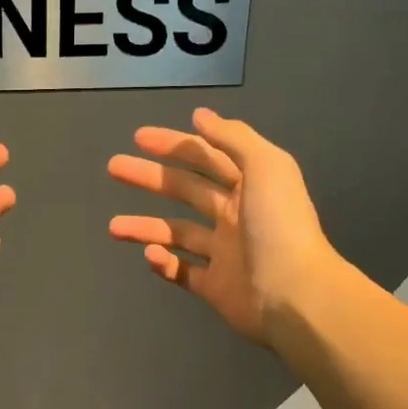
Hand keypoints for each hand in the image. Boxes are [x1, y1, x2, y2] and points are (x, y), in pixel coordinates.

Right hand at [108, 108, 338, 345]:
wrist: (294, 294)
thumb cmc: (279, 225)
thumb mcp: (266, 166)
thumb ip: (233, 138)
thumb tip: (200, 115)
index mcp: (250, 186)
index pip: (206, 157)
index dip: (174, 144)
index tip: (138, 138)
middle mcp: (235, 216)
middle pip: (185, 190)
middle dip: (150, 178)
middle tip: (115, 167)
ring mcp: (224, 253)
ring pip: (176, 233)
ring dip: (144, 227)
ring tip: (113, 227)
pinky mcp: (215, 287)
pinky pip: (182, 272)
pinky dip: (163, 264)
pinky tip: (150, 256)